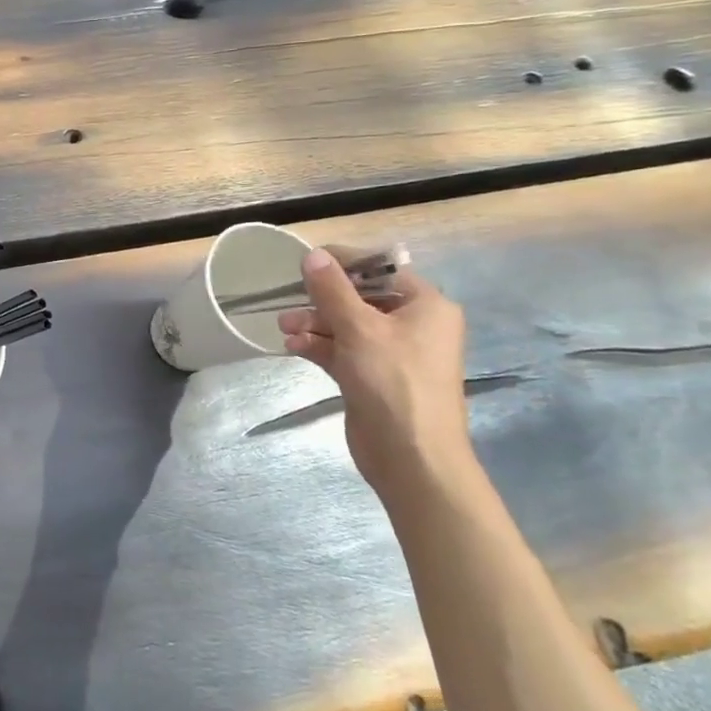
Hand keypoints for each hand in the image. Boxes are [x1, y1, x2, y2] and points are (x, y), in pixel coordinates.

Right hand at [276, 247, 474, 500]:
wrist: (411, 456)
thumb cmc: (393, 381)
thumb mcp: (359, 328)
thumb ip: (332, 289)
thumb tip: (312, 254)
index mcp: (425, 306)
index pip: (381, 270)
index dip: (343, 264)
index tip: (304, 263)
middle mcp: (413, 325)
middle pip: (360, 298)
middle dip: (321, 299)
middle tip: (289, 302)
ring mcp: (392, 353)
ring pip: (346, 325)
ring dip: (314, 323)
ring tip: (284, 328)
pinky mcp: (373, 377)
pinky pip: (342, 350)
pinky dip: (319, 346)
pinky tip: (293, 347)